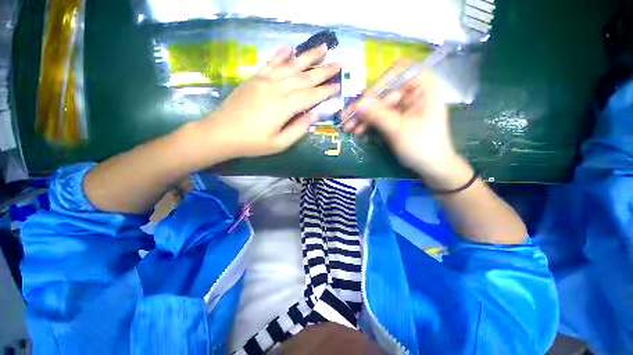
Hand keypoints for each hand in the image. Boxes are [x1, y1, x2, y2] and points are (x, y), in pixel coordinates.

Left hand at [195, 45, 340, 159]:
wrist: (221, 133)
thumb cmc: (252, 143)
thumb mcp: (279, 144)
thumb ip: (298, 130)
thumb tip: (314, 116)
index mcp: (283, 107)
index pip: (310, 96)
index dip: (326, 91)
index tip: (339, 85)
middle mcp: (276, 89)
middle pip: (304, 77)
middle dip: (323, 71)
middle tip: (338, 64)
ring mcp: (264, 81)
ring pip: (290, 66)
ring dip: (307, 57)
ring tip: (322, 48)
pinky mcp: (254, 78)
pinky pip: (270, 63)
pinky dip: (281, 55)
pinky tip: (290, 49)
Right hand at [342, 62, 459, 180]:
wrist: (432, 167)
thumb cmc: (422, 146)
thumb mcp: (398, 130)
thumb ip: (378, 115)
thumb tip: (357, 105)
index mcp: (424, 87)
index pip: (399, 72)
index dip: (379, 84)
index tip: (364, 100)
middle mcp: (413, 92)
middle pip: (384, 91)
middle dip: (364, 106)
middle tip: (346, 117)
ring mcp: (404, 106)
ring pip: (379, 105)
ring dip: (362, 117)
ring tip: (347, 127)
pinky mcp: (398, 118)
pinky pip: (380, 116)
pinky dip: (368, 123)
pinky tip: (357, 130)